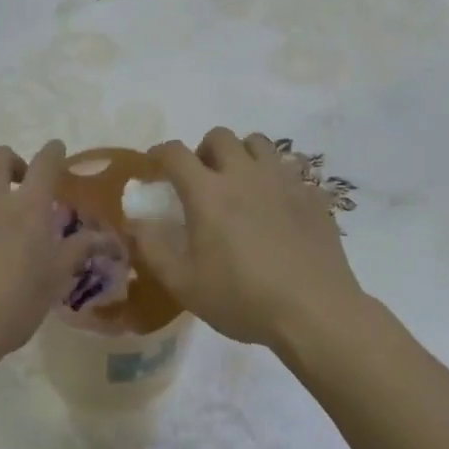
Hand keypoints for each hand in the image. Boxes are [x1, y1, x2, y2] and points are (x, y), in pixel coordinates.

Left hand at [0, 141, 91, 372]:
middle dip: (12, 162)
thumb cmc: (9, 309)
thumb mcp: (53, 282)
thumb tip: (104, 236)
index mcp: (27, 206)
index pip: (46, 163)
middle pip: (0, 155)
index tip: (56, 150)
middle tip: (17, 184)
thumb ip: (78, 250)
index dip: (53, 152)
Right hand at [134, 127, 364, 351]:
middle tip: (202, 179)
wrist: (315, 312)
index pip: (175, 153)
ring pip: (258, 143)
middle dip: (204, 151)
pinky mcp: (311, 195)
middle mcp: (244, 174)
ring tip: (241, 183)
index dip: (159, 154)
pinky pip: (290, 170)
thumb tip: (134, 221)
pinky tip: (277, 206)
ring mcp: (282, 181)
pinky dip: (276, 179)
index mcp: (208, 191)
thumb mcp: (184, 284)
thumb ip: (152, 248)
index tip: (154, 166)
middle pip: (220, 136)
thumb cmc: (242, 298)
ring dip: (242, 155)